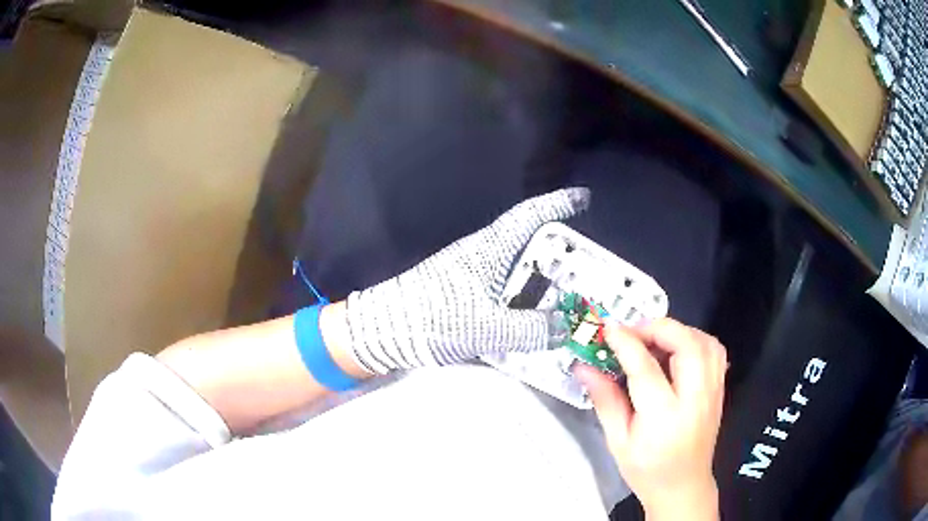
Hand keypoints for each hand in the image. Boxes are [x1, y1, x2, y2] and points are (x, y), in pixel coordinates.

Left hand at [345, 188, 589, 373]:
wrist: (386, 330)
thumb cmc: (435, 318)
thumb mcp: (488, 327)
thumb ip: (531, 329)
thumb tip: (564, 328)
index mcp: (490, 249)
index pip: (530, 216)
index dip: (558, 205)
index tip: (582, 199)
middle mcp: (483, 254)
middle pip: (529, 243)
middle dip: (559, 252)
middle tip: (586, 269)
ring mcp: (472, 273)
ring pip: (518, 269)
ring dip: (543, 279)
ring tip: (567, 298)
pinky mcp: (464, 293)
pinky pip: (506, 290)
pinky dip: (525, 298)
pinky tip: (533, 319)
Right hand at [574, 319, 726, 520]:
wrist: (683, 486)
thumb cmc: (647, 470)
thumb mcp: (618, 441)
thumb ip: (605, 401)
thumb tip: (584, 368)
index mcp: (664, 417)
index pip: (645, 368)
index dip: (626, 343)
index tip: (609, 329)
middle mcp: (695, 399)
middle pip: (685, 344)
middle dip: (657, 328)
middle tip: (633, 332)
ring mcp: (712, 392)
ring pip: (704, 342)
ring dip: (678, 331)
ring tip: (655, 339)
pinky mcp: (719, 390)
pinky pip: (715, 351)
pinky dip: (696, 339)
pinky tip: (678, 350)